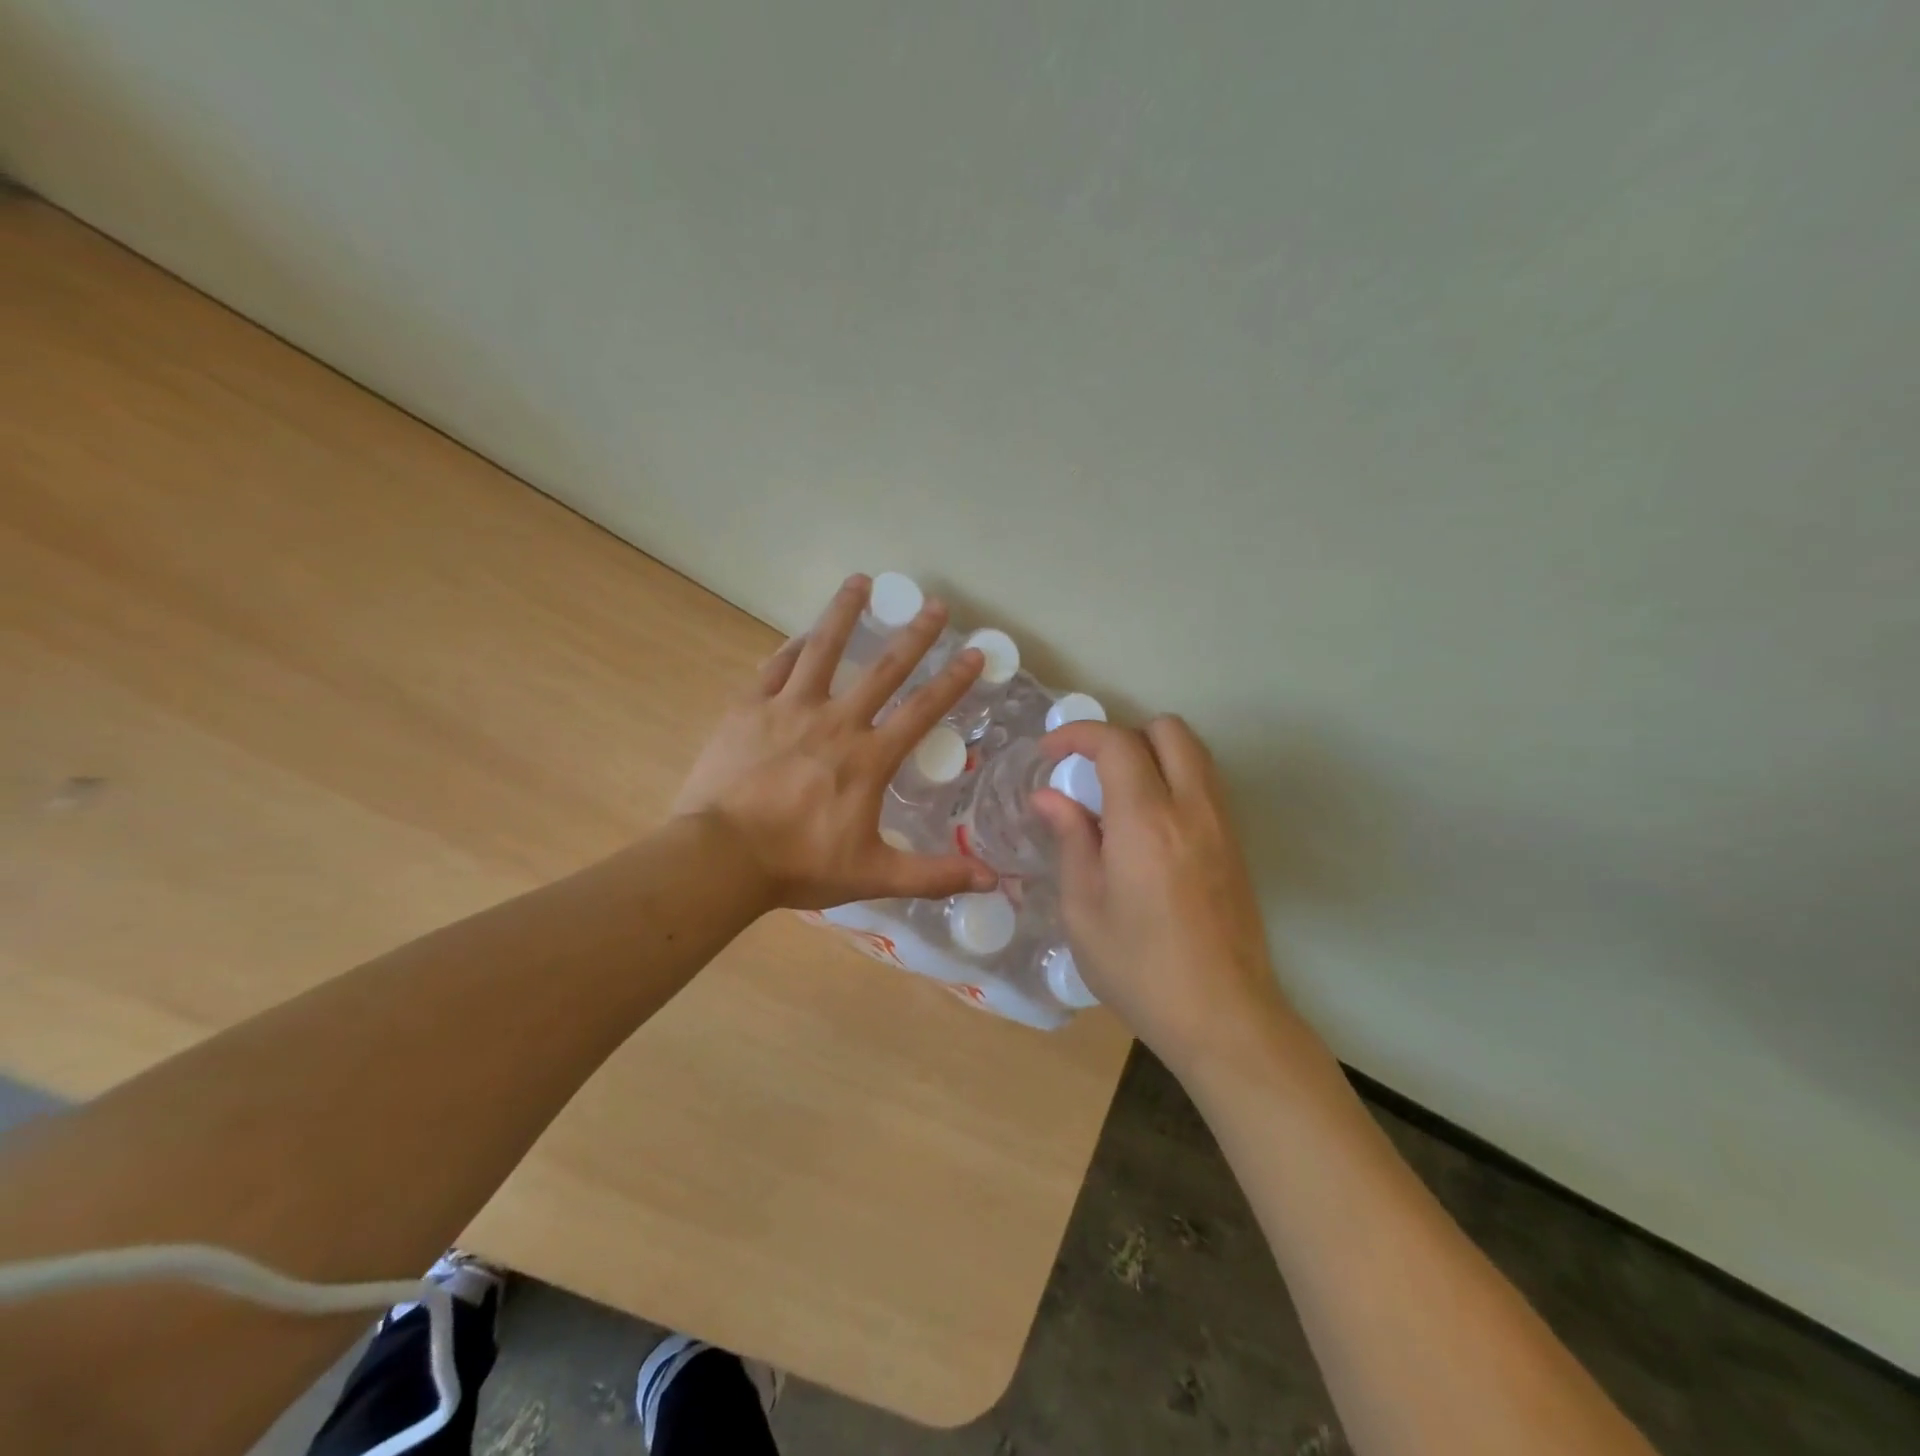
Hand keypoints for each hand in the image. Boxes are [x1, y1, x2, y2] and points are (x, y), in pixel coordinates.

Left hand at [673, 574, 998, 910]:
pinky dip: (794, 646)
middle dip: (915, 635)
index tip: (975, 652)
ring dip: (845, 614)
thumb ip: (934, 875)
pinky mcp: (749, 708)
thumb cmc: (799, 864)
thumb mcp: (874, 875)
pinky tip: (805, 632)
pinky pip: (776, 666)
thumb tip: (992, 882)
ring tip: (860, 582)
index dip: (953, 680)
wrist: (721, 858)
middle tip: (936, 605)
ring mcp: (789, 709)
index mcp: (869, 758)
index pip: (922, 710)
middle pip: (883, 669)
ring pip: (823, 650)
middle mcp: (836, 722)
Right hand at [1031, 716, 1296, 1068]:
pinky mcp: (1236, 845)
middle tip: (1091, 771)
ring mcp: (1222, 824)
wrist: (1224, 1017)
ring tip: (1118, 796)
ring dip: (1154, 753)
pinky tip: (1150, 826)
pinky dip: (1176, 779)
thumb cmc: (1139, 969)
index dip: (1077, 734)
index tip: (1050, 753)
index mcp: (1145, 821)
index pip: (1116, 743)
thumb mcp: (1083, 910)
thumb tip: (1049, 797)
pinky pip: (1207, 784)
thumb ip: (1070, 840)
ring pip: (1194, 752)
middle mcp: (1192, 808)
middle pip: (1168, 729)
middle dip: (1123, 734)